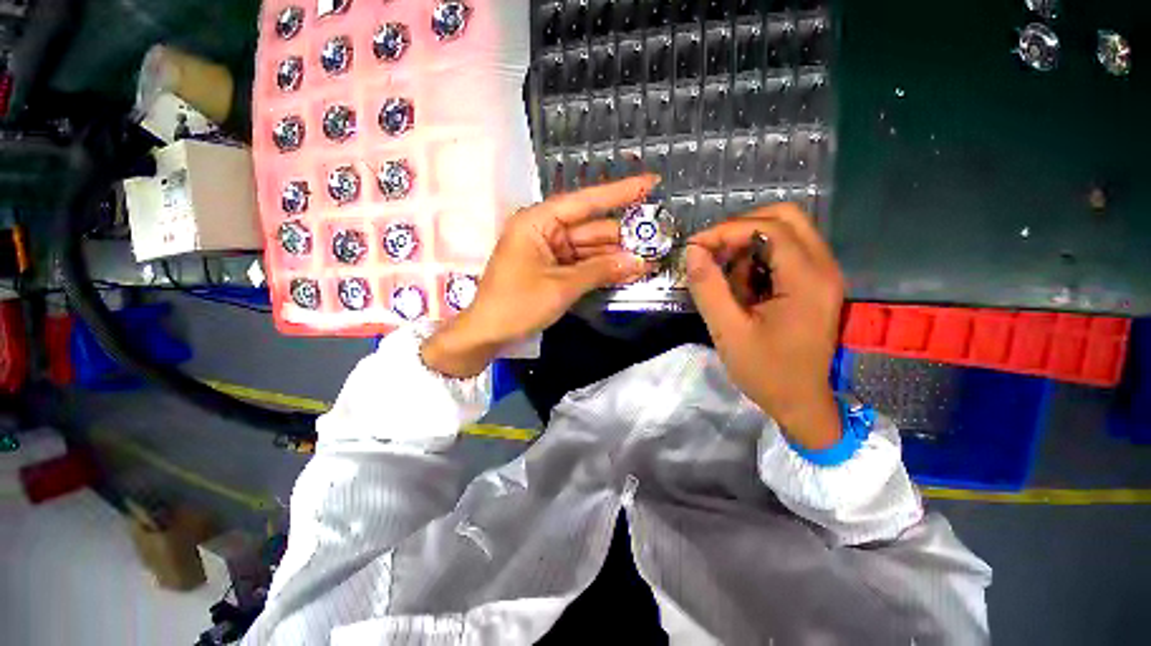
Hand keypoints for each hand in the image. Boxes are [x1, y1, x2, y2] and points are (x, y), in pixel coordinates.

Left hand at [422, 175, 659, 377]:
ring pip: (589, 248)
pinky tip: (627, 271)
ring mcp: (548, 250)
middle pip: (591, 228)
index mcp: (537, 222)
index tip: (650, 183)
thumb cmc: (517, 305)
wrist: (487, 333)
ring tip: (649, 260)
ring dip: (616, 255)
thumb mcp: (562, 287)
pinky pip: (582, 263)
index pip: (585, 202)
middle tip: (657, 241)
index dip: (619, 193)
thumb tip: (640, 261)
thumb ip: (601, 270)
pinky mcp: (551, 268)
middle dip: (623, 237)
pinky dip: (602, 269)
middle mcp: (544, 230)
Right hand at [685, 203, 844, 449]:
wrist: (801, 402)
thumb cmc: (766, 371)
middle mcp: (824, 268)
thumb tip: (692, 252)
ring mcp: (823, 275)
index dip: (727, 230)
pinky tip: (743, 286)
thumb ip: (708, 288)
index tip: (695, 247)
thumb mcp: (728, 331)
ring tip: (726, 275)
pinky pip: (786, 253)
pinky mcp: (815, 284)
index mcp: (807, 280)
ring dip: (749, 245)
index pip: (770, 228)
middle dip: (741, 228)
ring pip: (786, 232)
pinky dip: (758, 259)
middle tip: (712, 251)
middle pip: (786, 218)